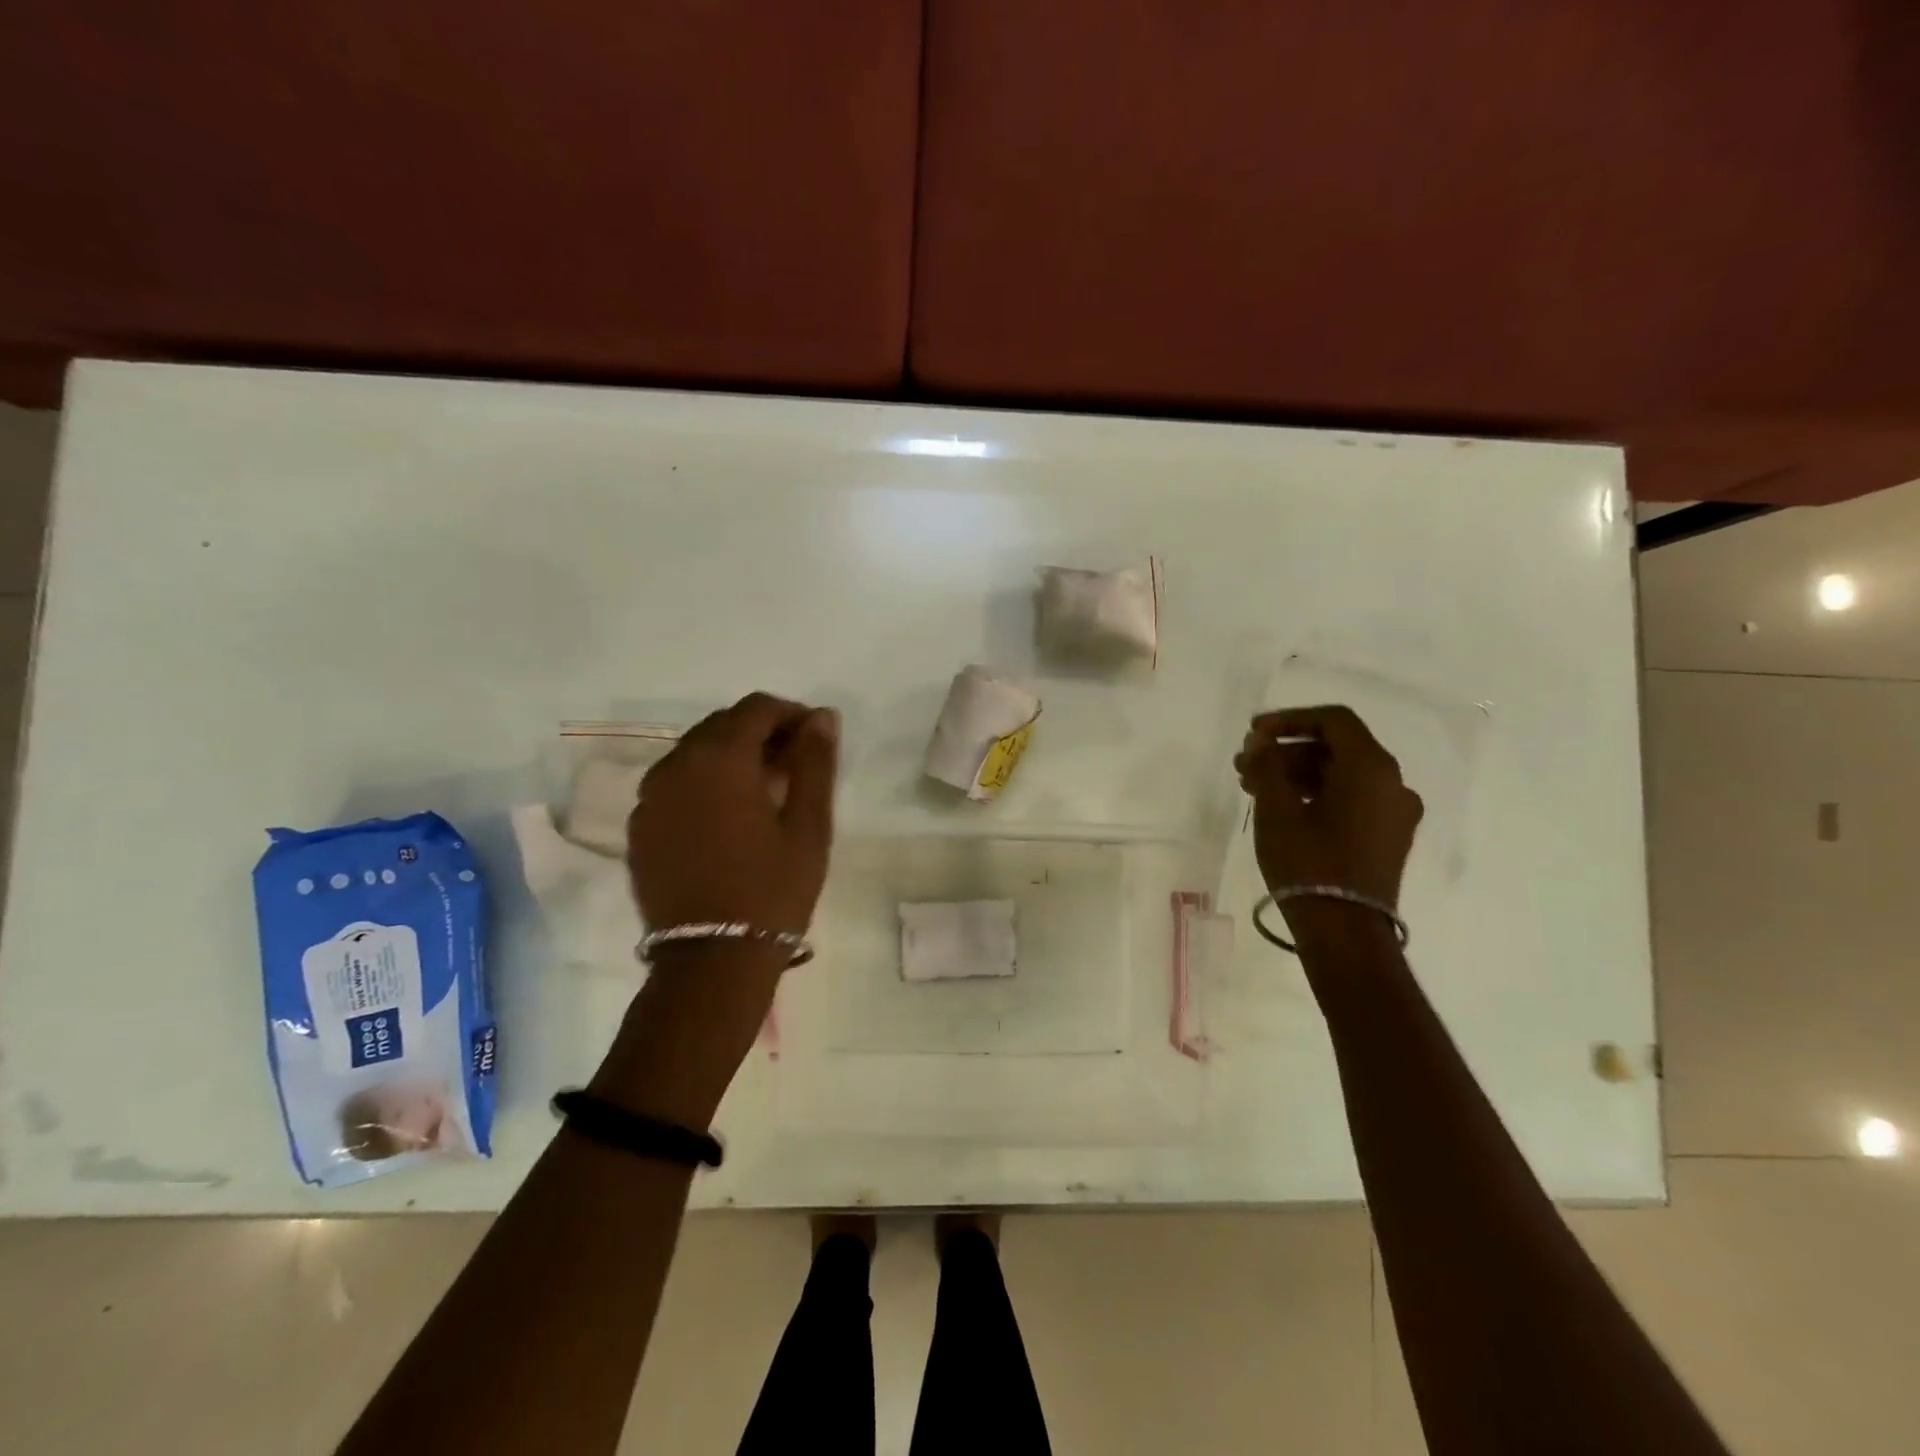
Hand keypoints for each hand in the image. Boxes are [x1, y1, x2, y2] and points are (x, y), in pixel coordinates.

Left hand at [627, 692, 838, 937]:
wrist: (712, 961)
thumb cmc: (772, 889)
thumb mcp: (808, 825)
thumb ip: (815, 762)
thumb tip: (821, 716)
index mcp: (719, 758)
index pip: (756, 708)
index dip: (791, 714)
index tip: (814, 740)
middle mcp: (675, 765)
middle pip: (722, 725)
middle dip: (761, 734)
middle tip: (794, 766)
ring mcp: (649, 797)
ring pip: (695, 753)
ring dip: (731, 757)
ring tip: (763, 792)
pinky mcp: (639, 826)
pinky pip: (675, 783)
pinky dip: (704, 783)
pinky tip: (727, 817)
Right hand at [1234, 705, 1422, 942]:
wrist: (1345, 932)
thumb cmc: (1308, 862)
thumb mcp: (1276, 809)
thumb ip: (1267, 764)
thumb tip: (1261, 740)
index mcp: (1371, 767)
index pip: (1333, 720)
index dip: (1289, 719)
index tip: (1253, 734)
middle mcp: (1393, 783)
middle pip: (1336, 748)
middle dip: (1286, 751)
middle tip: (1245, 766)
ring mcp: (1395, 813)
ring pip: (1342, 775)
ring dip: (1298, 774)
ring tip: (1254, 790)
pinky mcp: (1389, 838)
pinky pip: (1353, 800)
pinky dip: (1318, 794)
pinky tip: (1284, 810)